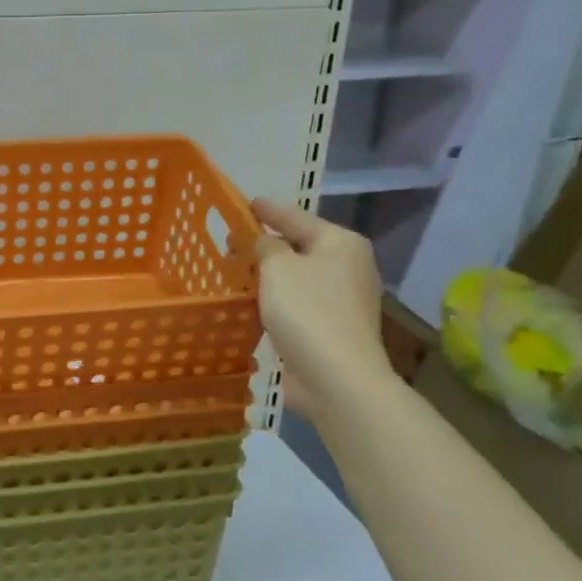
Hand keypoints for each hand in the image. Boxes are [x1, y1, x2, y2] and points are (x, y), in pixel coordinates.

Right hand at [252, 198, 394, 418]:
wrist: (336, 377)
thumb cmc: (307, 311)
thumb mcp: (277, 267)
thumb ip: (266, 246)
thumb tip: (265, 243)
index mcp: (341, 243)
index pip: (296, 217)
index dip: (268, 210)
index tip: (245, 203)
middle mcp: (349, 266)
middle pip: (300, 246)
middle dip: (267, 245)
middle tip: (232, 242)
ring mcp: (345, 299)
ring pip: (298, 276)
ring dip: (271, 274)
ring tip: (238, 271)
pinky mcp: (334, 327)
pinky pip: (300, 302)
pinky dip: (278, 298)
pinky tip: (255, 302)